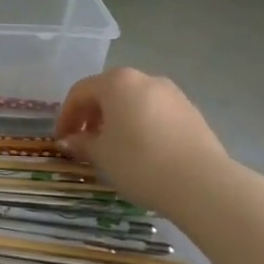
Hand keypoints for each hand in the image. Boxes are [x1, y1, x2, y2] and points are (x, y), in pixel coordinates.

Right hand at [56, 67, 229, 197]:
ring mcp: (173, 94)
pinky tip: (143, 151)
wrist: (202, 184)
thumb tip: (70, 140)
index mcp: (117, 82)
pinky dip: (142, 126)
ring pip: (134, 102)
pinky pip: (156, 114)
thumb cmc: (140, 162)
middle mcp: (145, 79)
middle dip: (93, 116)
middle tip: (85, 142)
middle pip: (109, 92)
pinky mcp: (192, 113)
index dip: (66, 116)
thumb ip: (82, 143)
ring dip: (118, 120)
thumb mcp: (102, 155)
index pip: (81, 92)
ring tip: (114, 149)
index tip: (62, 140)